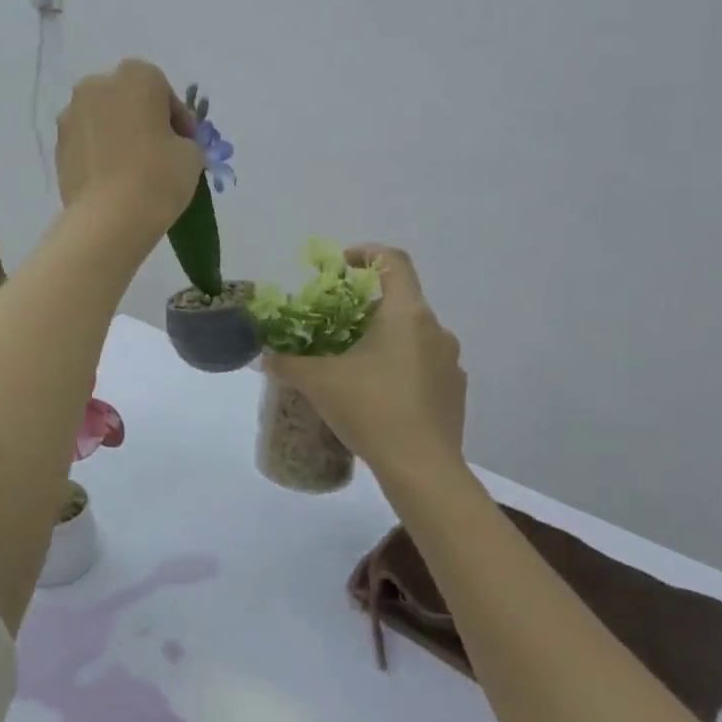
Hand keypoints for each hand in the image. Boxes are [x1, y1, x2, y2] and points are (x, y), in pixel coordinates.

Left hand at [56, 59, 204, 239]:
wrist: (109, 218)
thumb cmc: (157, 176)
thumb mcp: (192, 155)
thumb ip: (183, 140)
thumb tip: (170, 145)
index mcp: (135, 76)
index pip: (163, 90)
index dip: (178, 118)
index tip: (185, 142)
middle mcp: (97, 85)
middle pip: (128, 99)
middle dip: (143, 119)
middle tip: (159, 151)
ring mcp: (71, 115)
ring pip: (103, 119)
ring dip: (118, 135)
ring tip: (133, 168)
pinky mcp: (58, 145)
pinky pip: (87, 142)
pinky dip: (99, 153)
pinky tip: (112, 179)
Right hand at [265, 246, 466, 482]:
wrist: (422, 468)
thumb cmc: (371, 410)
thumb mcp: (319, 382)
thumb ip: (288, 363)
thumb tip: (266, 356)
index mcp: (406, 314)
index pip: (394, 261)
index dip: (367, 253)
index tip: (342, 265)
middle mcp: (435, 329)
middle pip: (400, 300)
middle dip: (365, 307)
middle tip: (334, 325)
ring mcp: (450, 361)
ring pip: (413, 334)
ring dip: (384, 338)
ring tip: (353, 364)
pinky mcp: (455, 391)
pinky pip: (424, 364)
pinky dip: (400, 367)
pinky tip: (378, 395)